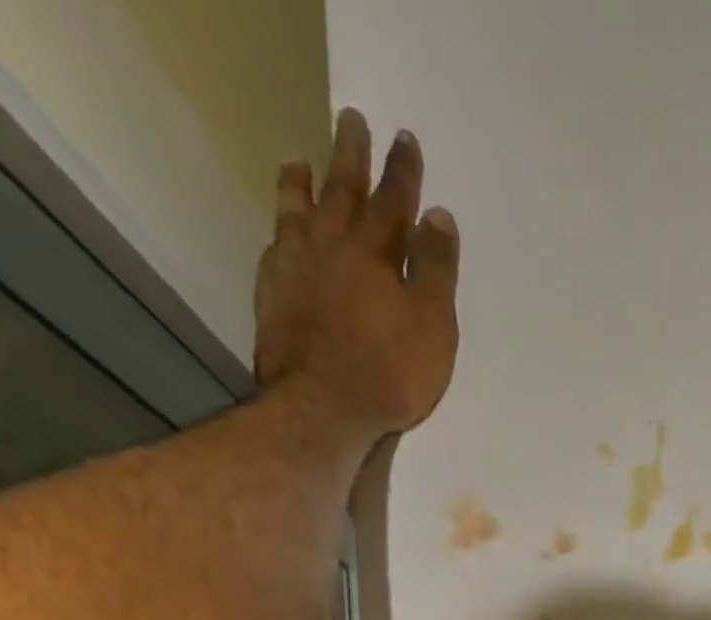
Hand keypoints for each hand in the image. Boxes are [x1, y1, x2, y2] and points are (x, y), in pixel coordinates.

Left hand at [254, 110, 460, 442]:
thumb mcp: (432, 324)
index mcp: (375, 254)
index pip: (393, 202)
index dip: (402, 172)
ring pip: (298, 212)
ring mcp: (295, 270)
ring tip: (299, 160)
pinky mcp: (273, 297)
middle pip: (342, 192)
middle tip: (350, 120)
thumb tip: (438, 215)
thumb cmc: (390, 372)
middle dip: (351, 156)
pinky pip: (276, 247)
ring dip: (302, 184)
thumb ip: (434, 269)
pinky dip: (281, 230)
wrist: (323, 409)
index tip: (404, 139)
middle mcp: (331, 248)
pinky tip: (281, 229)